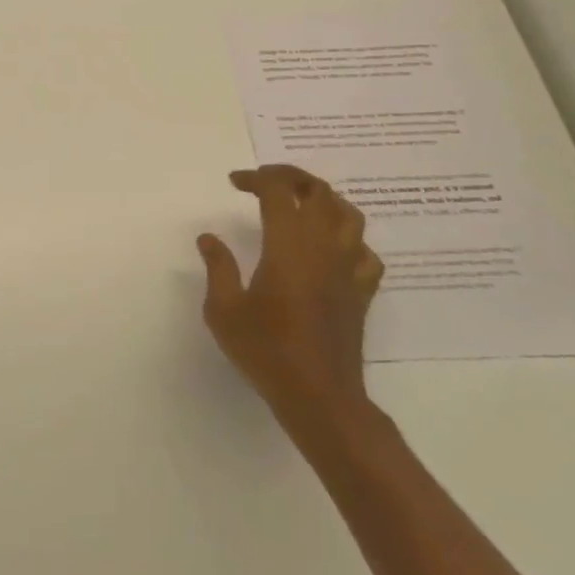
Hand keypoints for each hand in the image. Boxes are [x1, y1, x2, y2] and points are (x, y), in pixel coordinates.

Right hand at [197, 164, 384, 445]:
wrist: (320, 397)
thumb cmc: (267, 351)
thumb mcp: (224, 310)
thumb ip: (218, 268)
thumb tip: (209, 238)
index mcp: (288, 246)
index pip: (278, 191)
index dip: (256, 178)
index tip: (235, 183)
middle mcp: (323, 248)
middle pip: (319, 192)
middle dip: (291, 177)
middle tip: (265, 182)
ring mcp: (348, 269)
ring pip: (349, 215)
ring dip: (323, 199)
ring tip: (300, 204)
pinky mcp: (361, 292)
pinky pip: (365, 252)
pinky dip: (349, 239)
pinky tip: (332, 248)